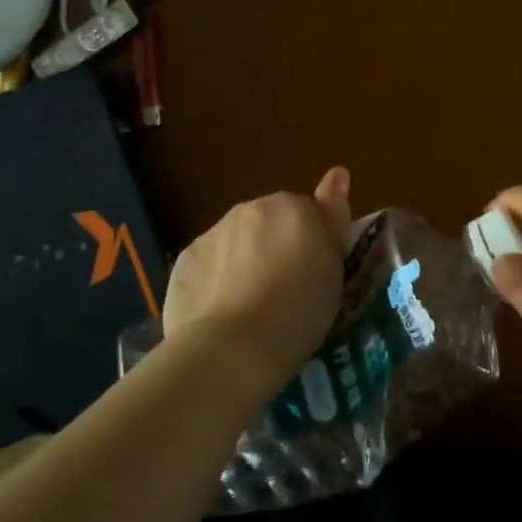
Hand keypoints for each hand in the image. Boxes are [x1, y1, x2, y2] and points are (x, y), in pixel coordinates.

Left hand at [162, 167, 352, 386]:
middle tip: (285, 293)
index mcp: (291, 207)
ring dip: (244, 263)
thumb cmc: (299, 310)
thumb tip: (338, 173)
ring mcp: (211, 234)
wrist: (232, 347)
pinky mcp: (183, 262)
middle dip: (275, 248)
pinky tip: (222, 315)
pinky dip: (215, 282)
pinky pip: (207, 266)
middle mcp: (249, 210)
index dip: (312, 242)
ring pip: (235, 244)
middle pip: (268, 223)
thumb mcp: (334, 268)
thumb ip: (332, 217)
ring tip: (252, 310)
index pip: (308, 211)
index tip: (313, 273)